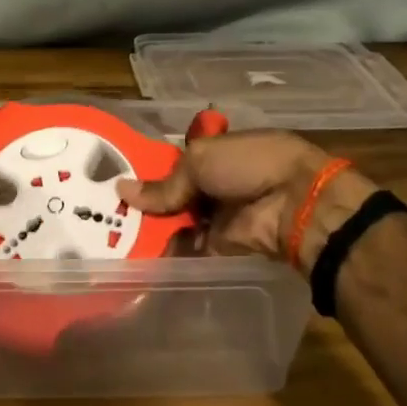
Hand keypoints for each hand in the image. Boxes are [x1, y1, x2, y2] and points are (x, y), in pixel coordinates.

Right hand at [117, 129, 377, 271]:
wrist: (297, 204)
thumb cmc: (249, 165)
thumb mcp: (199, 161)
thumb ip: (163, 183)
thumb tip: (122, 190)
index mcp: (216, 151)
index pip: (176, 160)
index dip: (150, 169)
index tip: (117, 178)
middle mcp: (218, 181)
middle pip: (175, 192)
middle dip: (147, 201)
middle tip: (109, 210)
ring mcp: (220, 214)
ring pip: (179, 220)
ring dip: (154, 227)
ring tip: (114, 233)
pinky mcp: (223, 245)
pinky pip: (189, 247)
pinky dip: (168, 252)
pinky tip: (136, 255)